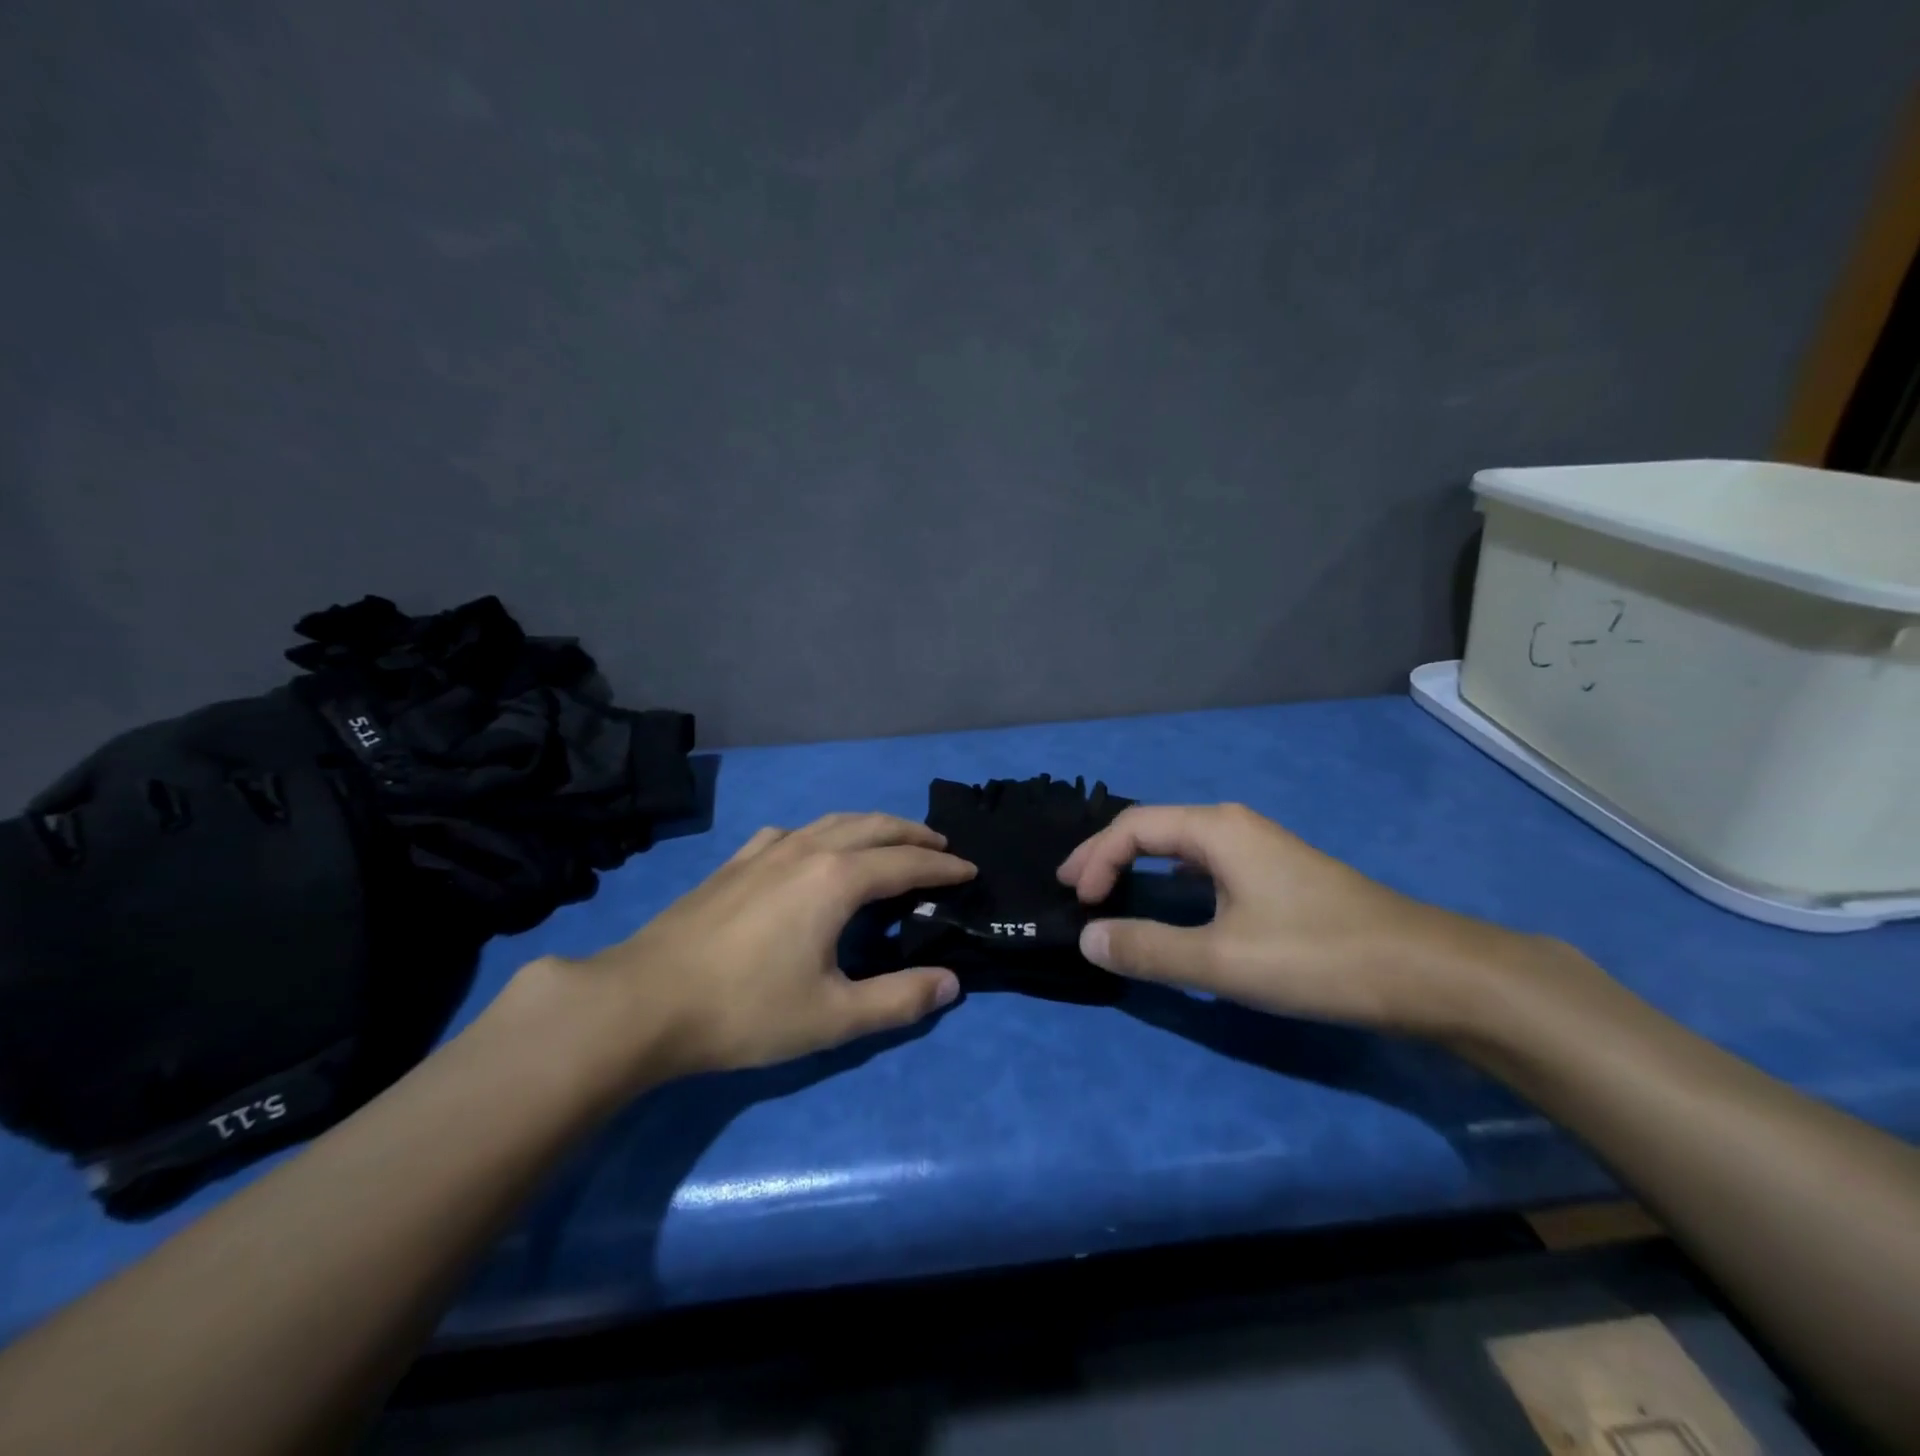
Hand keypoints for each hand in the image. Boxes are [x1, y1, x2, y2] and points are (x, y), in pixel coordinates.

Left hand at [512, 813, 974, 1097]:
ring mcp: (765, 851)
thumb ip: (899, 1000)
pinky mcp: (734, 862)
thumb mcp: (833, 1017)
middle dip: (912, 833)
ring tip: (889, 838)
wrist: (643, 1001)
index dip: (943, 867)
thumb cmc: (745, 1010)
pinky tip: (809, 847)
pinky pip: (791, 832)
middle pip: (872, 827)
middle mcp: (806, 850)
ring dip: (870, 825)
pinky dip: (820, 832)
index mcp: (837, 879)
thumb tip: (951, 983)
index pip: (906, 863)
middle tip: (941, 845)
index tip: (970, 871)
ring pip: (832, 821)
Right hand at [1057, 803, 1538, 1037]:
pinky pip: (1205, 864)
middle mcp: (1235, 826)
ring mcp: (1261, 849)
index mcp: (1216, 830)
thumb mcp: (1222, 960)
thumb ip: (1149, 949)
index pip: (1133, 828)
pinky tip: (1173, 900)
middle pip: (1154, 828)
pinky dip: (1171, 878)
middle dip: (1108, 854)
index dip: (1095, 859)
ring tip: (1109, 889)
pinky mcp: (1278, 875)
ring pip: (1181, 845)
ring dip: (1139, 864)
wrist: (1426, 971)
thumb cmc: (1317, 956)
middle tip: (1075, 886)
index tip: (1077, 901)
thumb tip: (1088, 938)